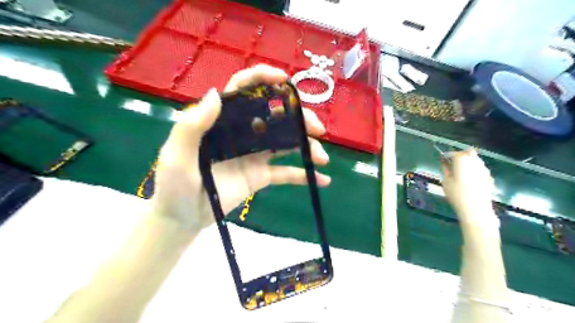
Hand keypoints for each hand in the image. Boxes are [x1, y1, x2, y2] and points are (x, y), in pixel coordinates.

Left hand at [150, 66, 330, 230]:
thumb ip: (193, 126)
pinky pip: (286, 173)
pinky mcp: (261, 176)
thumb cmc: (174, 187)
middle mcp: (242, 133)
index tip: (284, 80)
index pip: (242, 91)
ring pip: (286, 142)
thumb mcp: (177, 155)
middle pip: (274, 116)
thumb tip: (217, 93)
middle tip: (317, 129)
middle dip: (298, 118)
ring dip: (307, 146)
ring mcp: (254, 155)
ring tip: (322, 157)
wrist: (182, 219)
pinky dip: (304, 175)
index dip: (262, 80)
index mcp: (222, 122)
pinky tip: (321, 179)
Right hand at [441, 149, 496, 222]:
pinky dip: (474, 170)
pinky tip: (470, 180)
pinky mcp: (489, 176)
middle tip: (453, 165)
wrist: (476, 208)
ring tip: (461, 173)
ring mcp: (484, 168)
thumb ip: (445, 168)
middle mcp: (475, 161)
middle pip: (468, 153)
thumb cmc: (456, 193)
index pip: (453, 153)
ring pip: (475, 160)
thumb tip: (443, 161)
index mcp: (462, 160)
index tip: (443, 162)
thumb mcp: (445, 180)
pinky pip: (480, 169)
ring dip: (468, 162)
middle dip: (460, 156)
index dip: (447, 156)